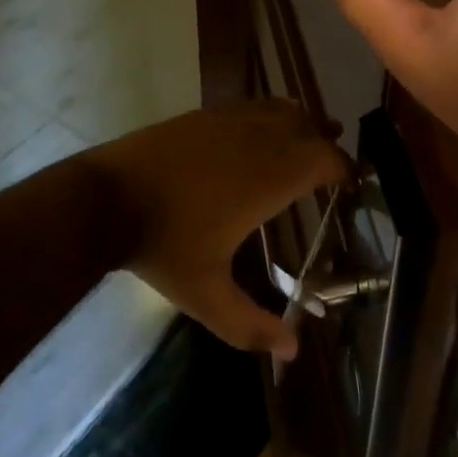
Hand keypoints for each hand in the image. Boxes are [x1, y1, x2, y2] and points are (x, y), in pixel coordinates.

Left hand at [90, 100, 345, 358]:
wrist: (107, 198)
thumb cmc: (163, 246)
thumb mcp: (206, 295)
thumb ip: (250, 325)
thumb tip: (292, 351)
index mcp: (269, 179)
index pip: (325, 160)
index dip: (343, 170)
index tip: (350, 186)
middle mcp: (258, 140)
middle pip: (309, 129)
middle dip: (326, 147)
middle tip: (332, 170)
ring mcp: (230, 120)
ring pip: (283, 110)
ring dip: (301, 125)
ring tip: (307, 143)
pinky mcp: (206, 113)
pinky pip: (254, 105)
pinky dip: (272, 113)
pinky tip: (265, 129)